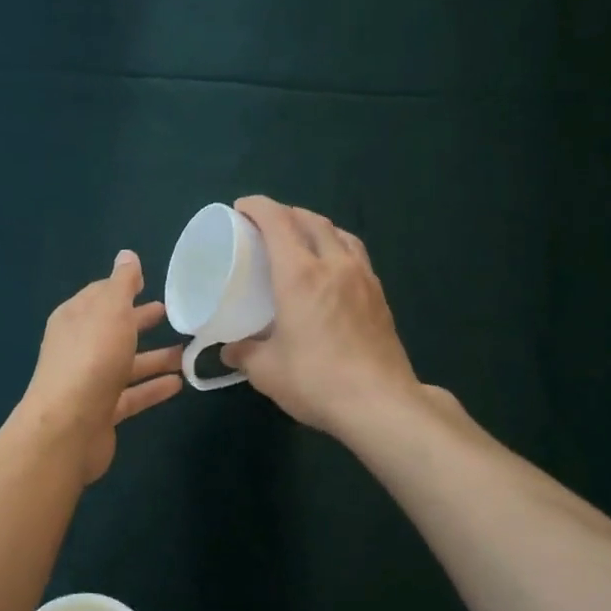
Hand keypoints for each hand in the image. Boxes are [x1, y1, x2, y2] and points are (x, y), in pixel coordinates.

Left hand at [20, 251, 182, 483]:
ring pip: (126, 364)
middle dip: (140, 320)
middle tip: (174, 314)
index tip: (151, 282)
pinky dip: (153, 387)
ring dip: (155, 357)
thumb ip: (122, 283)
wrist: (68, 427)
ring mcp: (89, 381)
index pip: (100, 295)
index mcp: (75, 318)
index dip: (124, 287)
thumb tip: (127, 255)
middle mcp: (79, 347)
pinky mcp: (102, 412)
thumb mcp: (110, 310)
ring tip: (189, 351)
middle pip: (114, 329)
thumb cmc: (91, 358)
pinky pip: (132, 394)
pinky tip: (179, 383)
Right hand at [221, 196, 422, 438]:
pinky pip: (356, 255)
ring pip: (340, 233)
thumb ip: (244, 353)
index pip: (278, 222)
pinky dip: (337, 247)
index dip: (257, 207)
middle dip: (286, 213)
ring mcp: (363, 278)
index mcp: (300, 275)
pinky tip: (331, 269)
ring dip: (316, 227)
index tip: (240, 209)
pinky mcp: (380, 296)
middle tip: (266, 225)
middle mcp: (334, 265)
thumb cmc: (316, 381)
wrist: (380, 403)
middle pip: (311, 220)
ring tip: (301, 240)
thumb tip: (230, 348)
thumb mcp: (266, 371)